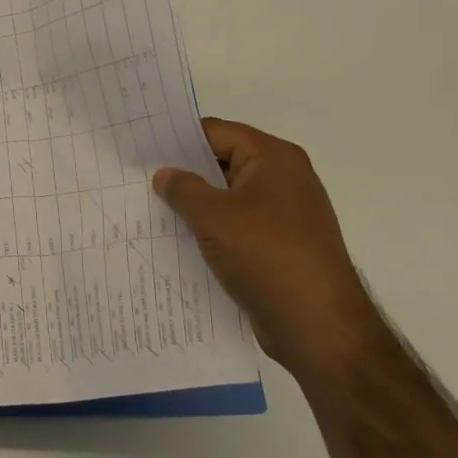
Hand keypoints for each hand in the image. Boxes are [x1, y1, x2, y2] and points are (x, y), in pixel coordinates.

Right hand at [153, 118, 384, 380]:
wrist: (318, 326)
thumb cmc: (267, 257)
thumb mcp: (214, 217)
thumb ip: (183, 189)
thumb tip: (165, 174)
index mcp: (274, 158)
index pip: (216, 132)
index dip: (177, 139)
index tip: (140, 149)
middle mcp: (283, 178)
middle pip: (223, 161)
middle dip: (184, 172)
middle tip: (139, 180)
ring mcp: (284, 213)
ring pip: (228, 196)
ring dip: (195, 204)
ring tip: (151, 210)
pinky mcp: (279, 244)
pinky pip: (237, 225)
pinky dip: (211, 229)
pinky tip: (180, 240)